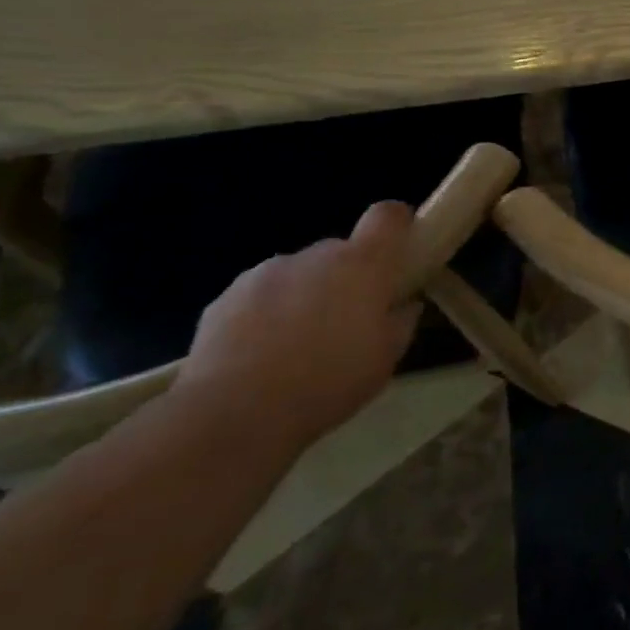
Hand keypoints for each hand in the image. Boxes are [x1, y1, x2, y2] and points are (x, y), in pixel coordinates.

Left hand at [175, 201, 422, 457]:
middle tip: (347, 321)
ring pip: (298, 273)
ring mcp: (265, 272)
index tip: (401, 247)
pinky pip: (260, 295)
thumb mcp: (385, 360)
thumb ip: (400, 323)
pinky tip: (260, 356)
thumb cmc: (328, 382)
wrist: (235, 413)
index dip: (398, 223)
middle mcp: (314, 256)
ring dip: (305, 295)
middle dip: (347, 277)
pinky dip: (267, 314)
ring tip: (297, 345)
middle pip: (340, 251)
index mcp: (361, 265)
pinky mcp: (225, 297)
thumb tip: (404, 305)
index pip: (387, 216)